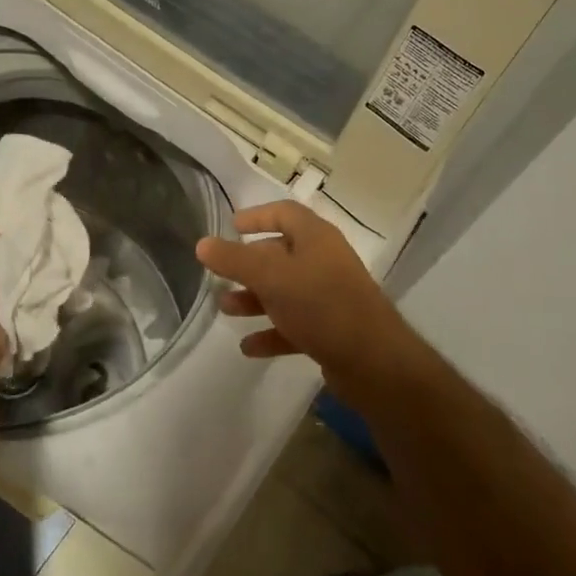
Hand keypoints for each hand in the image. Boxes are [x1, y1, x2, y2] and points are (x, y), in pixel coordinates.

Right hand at [195, 200, 410, 387]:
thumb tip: (202, 243)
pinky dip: (272, 332)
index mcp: (315, 237)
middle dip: (248, 265)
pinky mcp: (332, 330)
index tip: (230, 226)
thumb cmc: (321, 304)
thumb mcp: (271, 277)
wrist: (374, 362)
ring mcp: (330, 296)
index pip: (284, 213)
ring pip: (285, 291)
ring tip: (226, 309)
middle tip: (220, 275)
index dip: (256, 216)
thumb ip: (235, 260)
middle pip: (281, 253)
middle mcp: (324, 261)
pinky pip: (295, 324)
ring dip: (255, 298)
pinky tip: (248, 347)